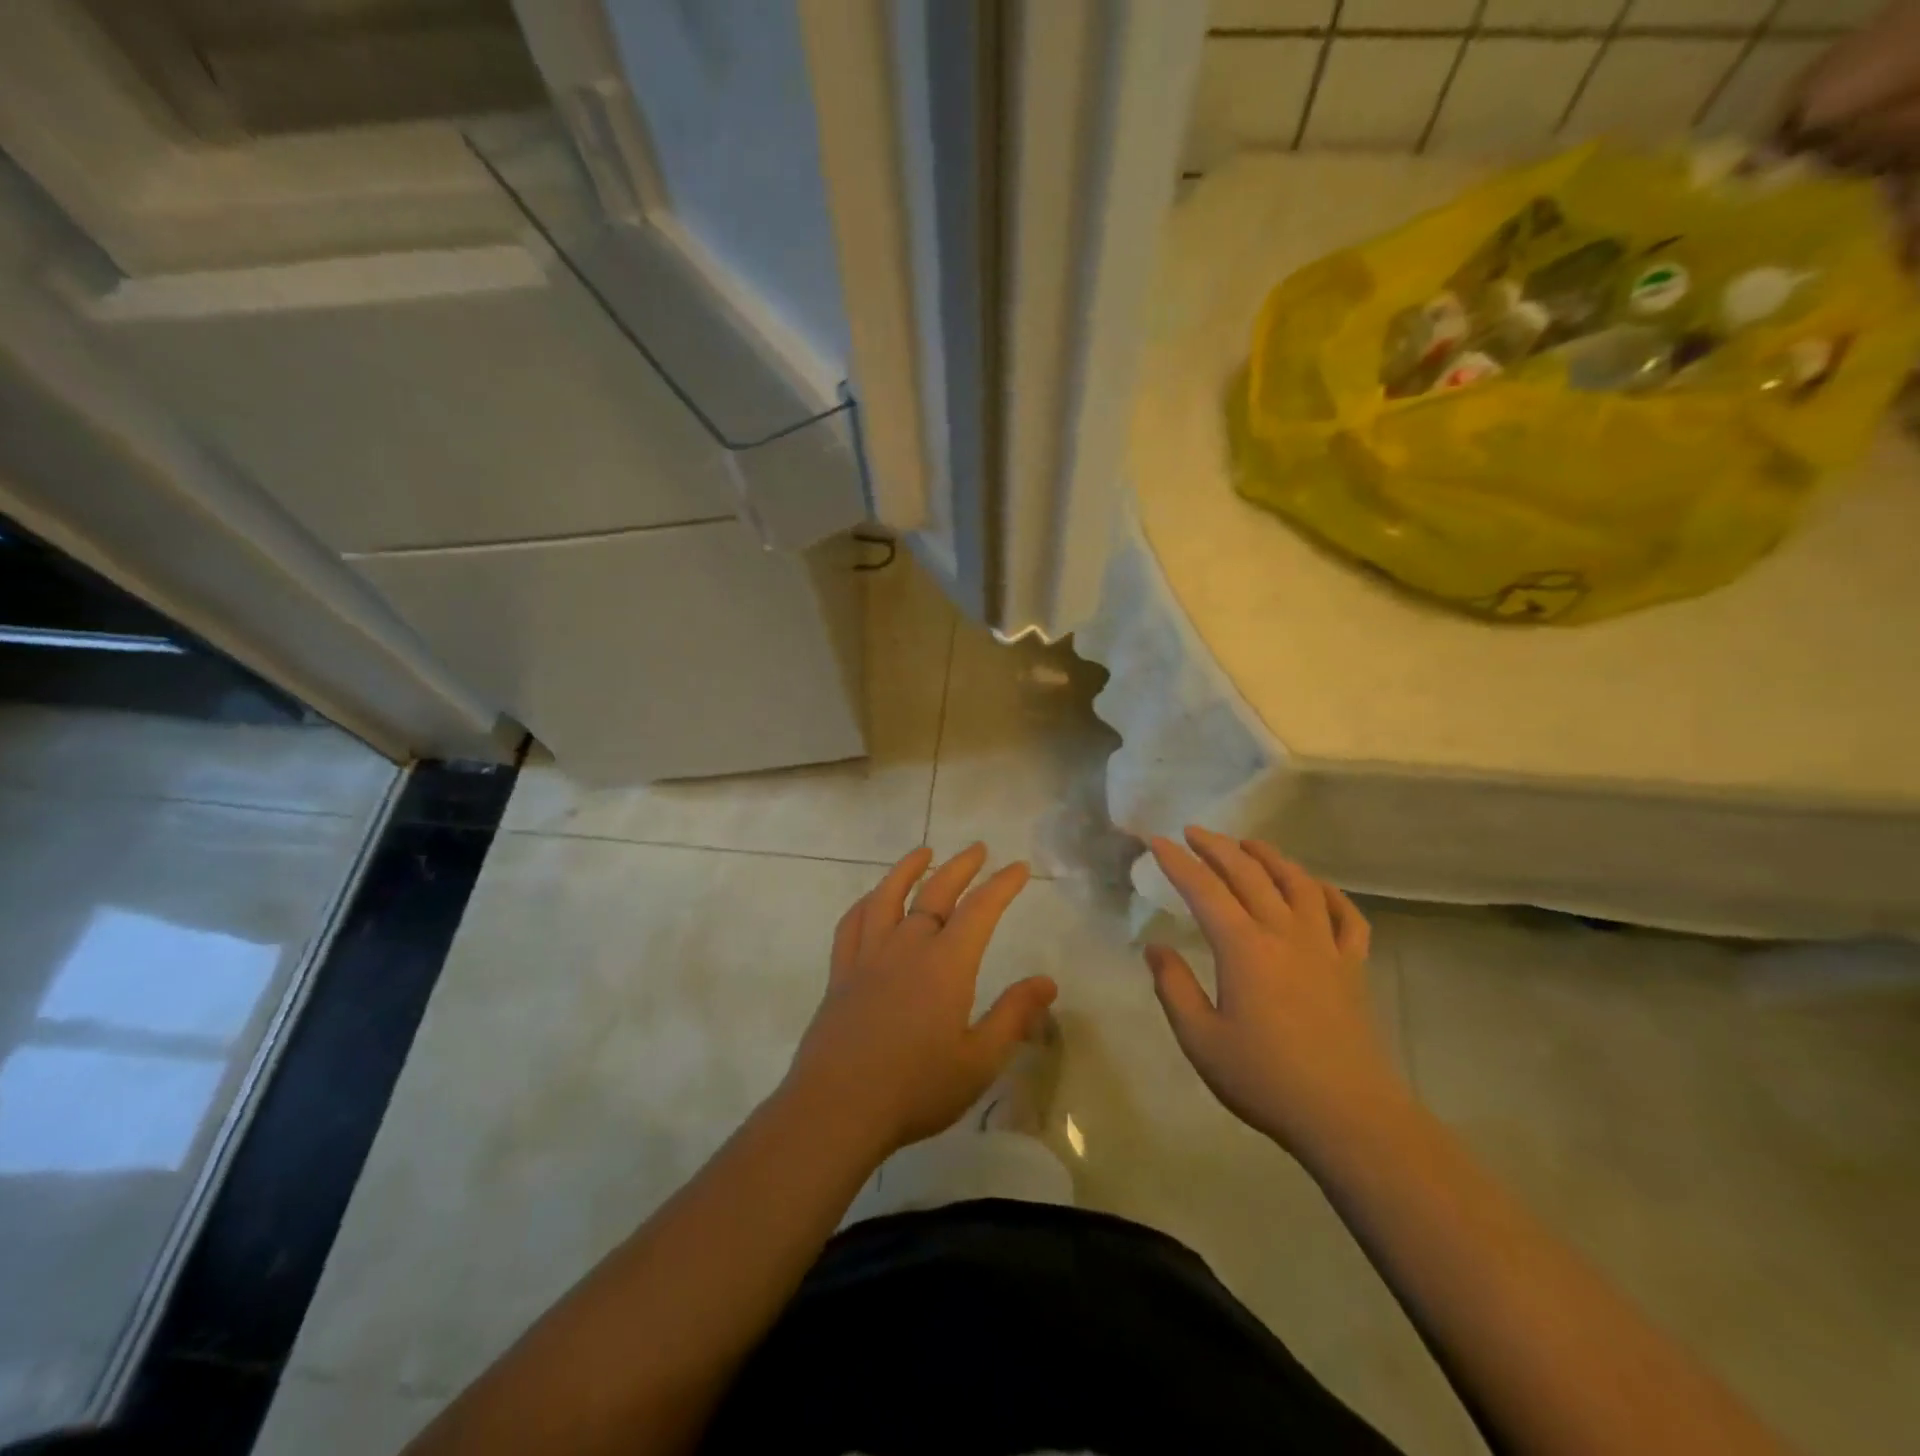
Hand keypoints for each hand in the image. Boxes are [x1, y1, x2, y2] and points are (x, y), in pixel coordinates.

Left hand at [784, 844, 1056, 1158]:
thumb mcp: (979, 1060)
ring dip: (907, 869)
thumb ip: (1014, 1016)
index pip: (981, 910)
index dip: (1002, 885)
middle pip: (936, 892)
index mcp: (946, 964)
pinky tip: (872, 899)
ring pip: (888, 897)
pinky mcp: (841, 973)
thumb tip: (1047, 982)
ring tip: (923, 852)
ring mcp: (869, 956)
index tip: (1018, 867)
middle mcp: (907, 947)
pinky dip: (865, 903)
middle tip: (978, 849)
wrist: (838, 1107)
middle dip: (961, 867)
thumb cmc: (916, 1088)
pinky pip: (851, 925)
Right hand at [1145, 826, 1411, 1165]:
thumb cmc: (1265, 1078)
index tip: (1156, 841)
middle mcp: (1284, 933)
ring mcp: (1324, 947)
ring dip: (1270, 857)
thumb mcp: (1200, 1039)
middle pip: (1248, 874)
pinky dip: (1330, 894)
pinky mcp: (1353, 967)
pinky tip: (1316, 887)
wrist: (1347, 1116)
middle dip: (1217, 847)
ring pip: (1298, 883)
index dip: (1177, 862)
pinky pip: (1347, 917)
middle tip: (1194, 832)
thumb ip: (1174, 988)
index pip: (1203, 889)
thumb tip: (1156, 948)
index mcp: (1243, 947)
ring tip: (1249, 844)